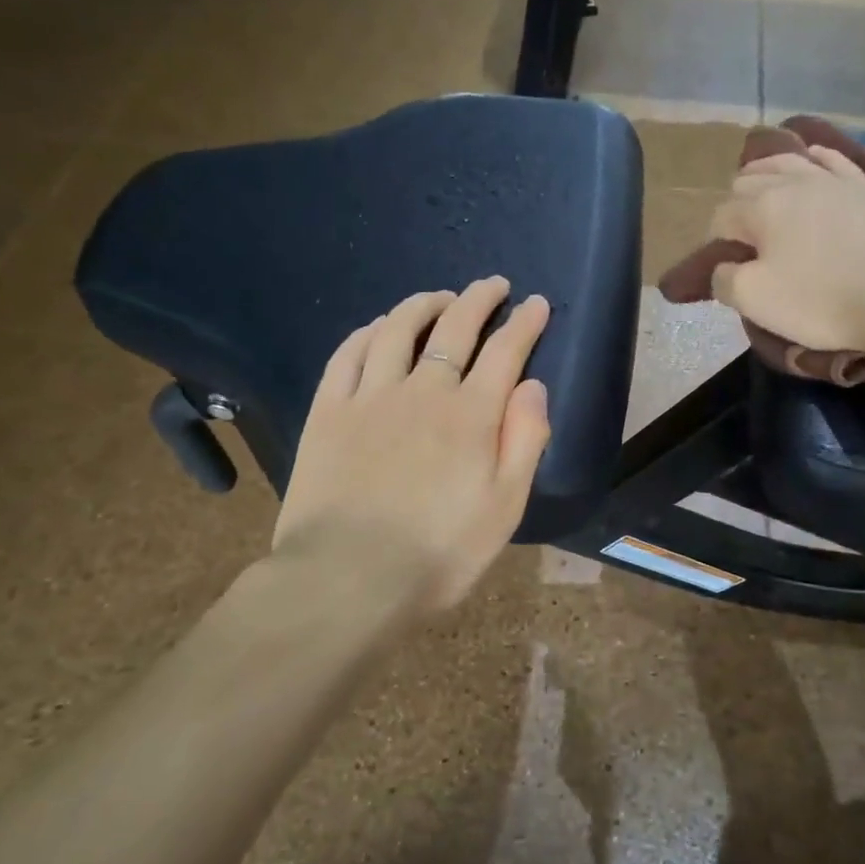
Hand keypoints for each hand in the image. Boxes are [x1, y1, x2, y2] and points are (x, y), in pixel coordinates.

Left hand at [272, 277, 552, 614]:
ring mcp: (370, 397)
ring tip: (439, 297)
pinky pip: (348, 354)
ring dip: (423, 305)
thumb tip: (533, 386)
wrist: (347, 579)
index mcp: (471, 415)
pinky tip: (378, 327)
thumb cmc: (438, 553)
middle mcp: (422, 391)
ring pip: (398, 329)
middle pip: (455, 328)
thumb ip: (524, 441)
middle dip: (479, 299)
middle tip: (493, 284)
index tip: (535, 303)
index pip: (505, 351)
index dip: (524, 323)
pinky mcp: (328, 411)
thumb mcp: (504, 508)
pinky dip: (368, 332)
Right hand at [706, 148, 864, 354]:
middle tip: (743, 239)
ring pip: (787, 162)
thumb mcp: (755, 300)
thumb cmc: (822, 300)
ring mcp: (833, 179)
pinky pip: (830, 159)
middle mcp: (792, 181)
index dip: (715, 241)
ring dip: (766, 174)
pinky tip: (811, 160)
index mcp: (761, 206)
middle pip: (749, 181)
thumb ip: (724, 280)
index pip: (721, 216)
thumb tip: (722, 266)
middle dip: (736, 204)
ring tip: (762, 190)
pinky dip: (812, 158)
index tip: (725, 267)